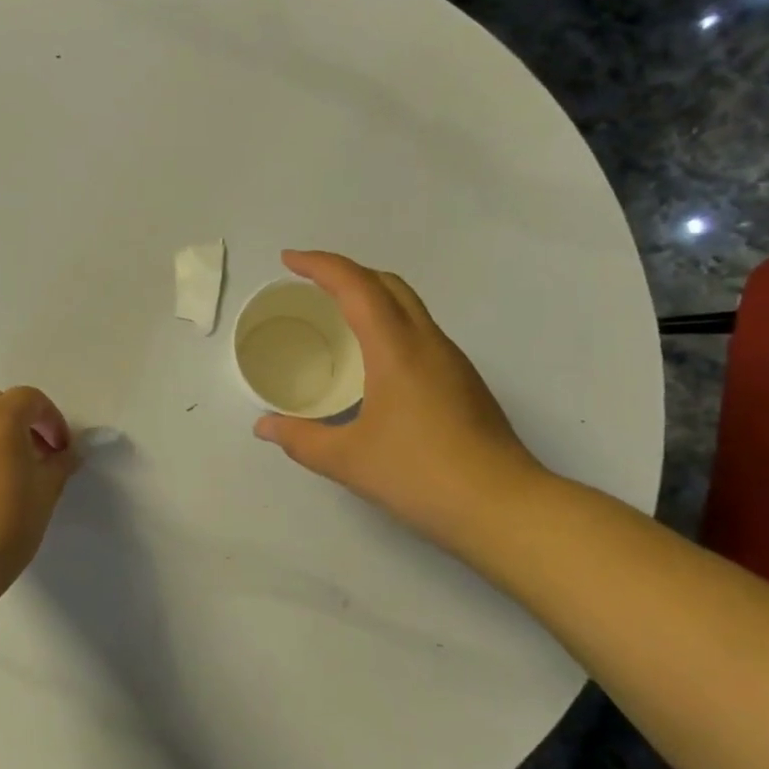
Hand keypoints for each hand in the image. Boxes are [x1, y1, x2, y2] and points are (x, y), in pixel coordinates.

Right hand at [253, 251, 547, 552]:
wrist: (503, 507)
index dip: (320, 265)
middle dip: (346, 272)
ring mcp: (451, 361)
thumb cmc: (420, 475)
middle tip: (309, 284)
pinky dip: (389, 324)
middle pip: (388, 284)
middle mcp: (427, 343)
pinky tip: (373, 360)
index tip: (288, 261)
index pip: (356, 286)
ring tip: (337, 316)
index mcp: (396, 349)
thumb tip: (264, 426)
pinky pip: (419, 332)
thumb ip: (300, 439)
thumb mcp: (347, 460)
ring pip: (409, 306)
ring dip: (371, 296)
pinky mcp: (463, 382)